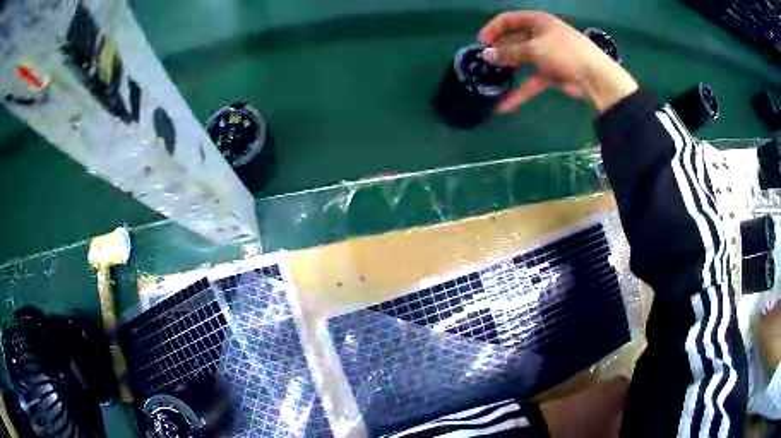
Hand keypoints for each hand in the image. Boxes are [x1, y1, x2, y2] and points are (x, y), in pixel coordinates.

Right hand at [477, 11, 637, 112]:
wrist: (596, 77)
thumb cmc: (564, 54)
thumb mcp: (533, 49)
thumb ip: (508, 53)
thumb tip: (486, 55)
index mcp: (537, 21)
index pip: (508, 20)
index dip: (492, 30)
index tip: (480, 44)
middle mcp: (540, 35)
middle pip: (513, 41)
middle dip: (499, 52)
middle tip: (483, 64)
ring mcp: (546, 54)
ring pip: (522, 61)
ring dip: (508, 72)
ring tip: (490, 82)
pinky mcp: (551, 73)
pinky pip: (531, 80)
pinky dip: (520, 91)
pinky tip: (505, 105)